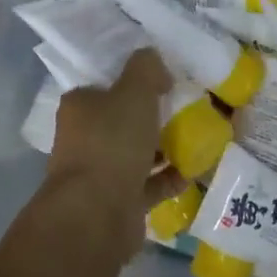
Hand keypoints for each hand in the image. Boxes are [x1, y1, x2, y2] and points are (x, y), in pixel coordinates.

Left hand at [44, 49, 188, 262]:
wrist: (98, 214)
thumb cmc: (112, 142)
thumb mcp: (134, 90)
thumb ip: (146, 68)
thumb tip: (155, 63)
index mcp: (79, 106)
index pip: (104, 84)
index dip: (132, 79)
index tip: (163, 79)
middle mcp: (83, 137)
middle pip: (122, 119)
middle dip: (152, 115)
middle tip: (186, 107)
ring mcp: (99, 173)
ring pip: (136, 153)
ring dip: (163, 147)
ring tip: (197, 137)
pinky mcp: (117, 202)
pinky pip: (149, 184)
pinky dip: (170, 177)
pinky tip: (195, 170)